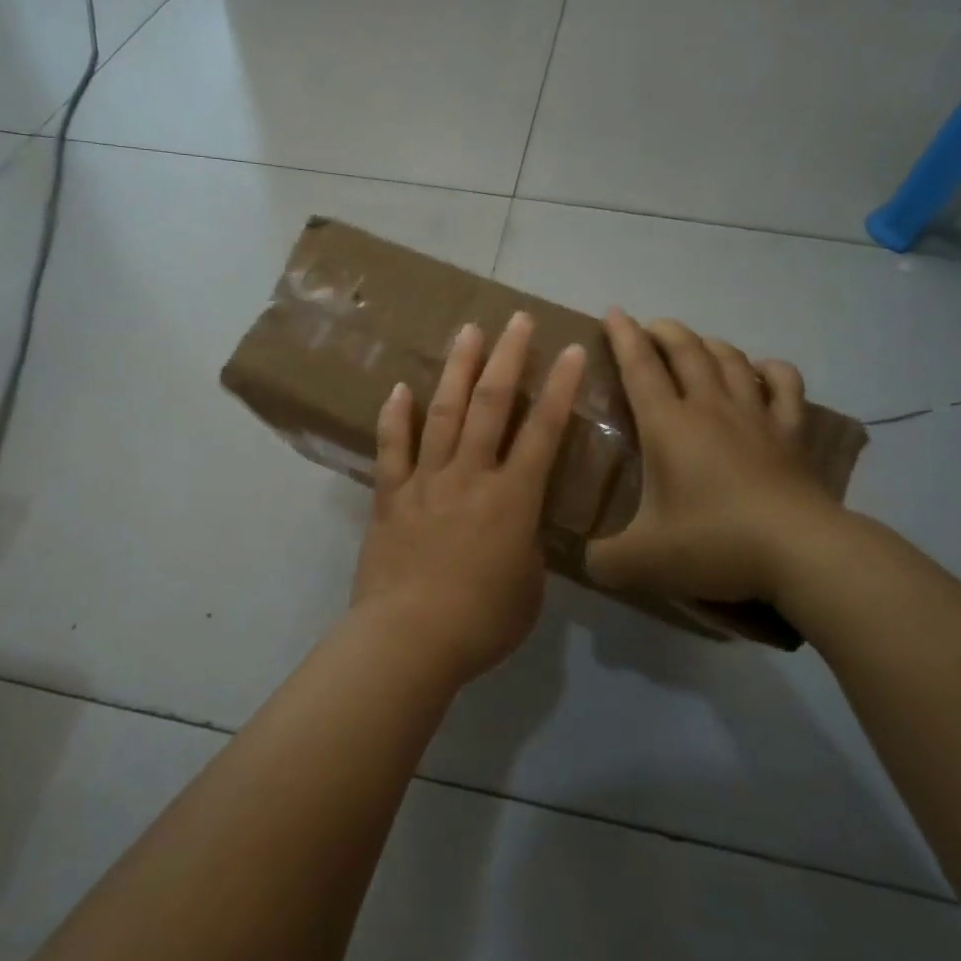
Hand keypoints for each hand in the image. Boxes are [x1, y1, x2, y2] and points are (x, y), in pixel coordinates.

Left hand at [350, 312, 587, 686]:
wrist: (409, 640)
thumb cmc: (481, 622)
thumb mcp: (529, 588)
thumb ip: (527, 547)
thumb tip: (517, 528)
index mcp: (513, 499)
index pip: (543, 432)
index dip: (560, 389)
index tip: (571, 351)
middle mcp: (470, 476)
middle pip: (491, 405)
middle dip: (508, 358)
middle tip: (517, 320)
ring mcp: (426, 482)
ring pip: (443, 413)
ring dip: (458, 369)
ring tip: (469, 332)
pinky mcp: (390, 496)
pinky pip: (391, 448)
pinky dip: (395, 416)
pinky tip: (399, 387)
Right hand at [586, 310, 845, 611]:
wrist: (801, 553)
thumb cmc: (714, 543)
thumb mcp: (642, 560)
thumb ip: (605, 559)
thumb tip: (590, 561)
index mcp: (668, 425)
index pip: (640, 367)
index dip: (623, 336)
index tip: (613, 311)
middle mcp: (710, 408)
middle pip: (686, 351)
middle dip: (664, 331)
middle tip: (649, 327)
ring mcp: (756, 417)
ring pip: (731, 359)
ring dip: (709, 343)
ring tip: (696, 344)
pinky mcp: (791, 434)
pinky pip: (784, 385)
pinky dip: (771, 369)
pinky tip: (762, 371)